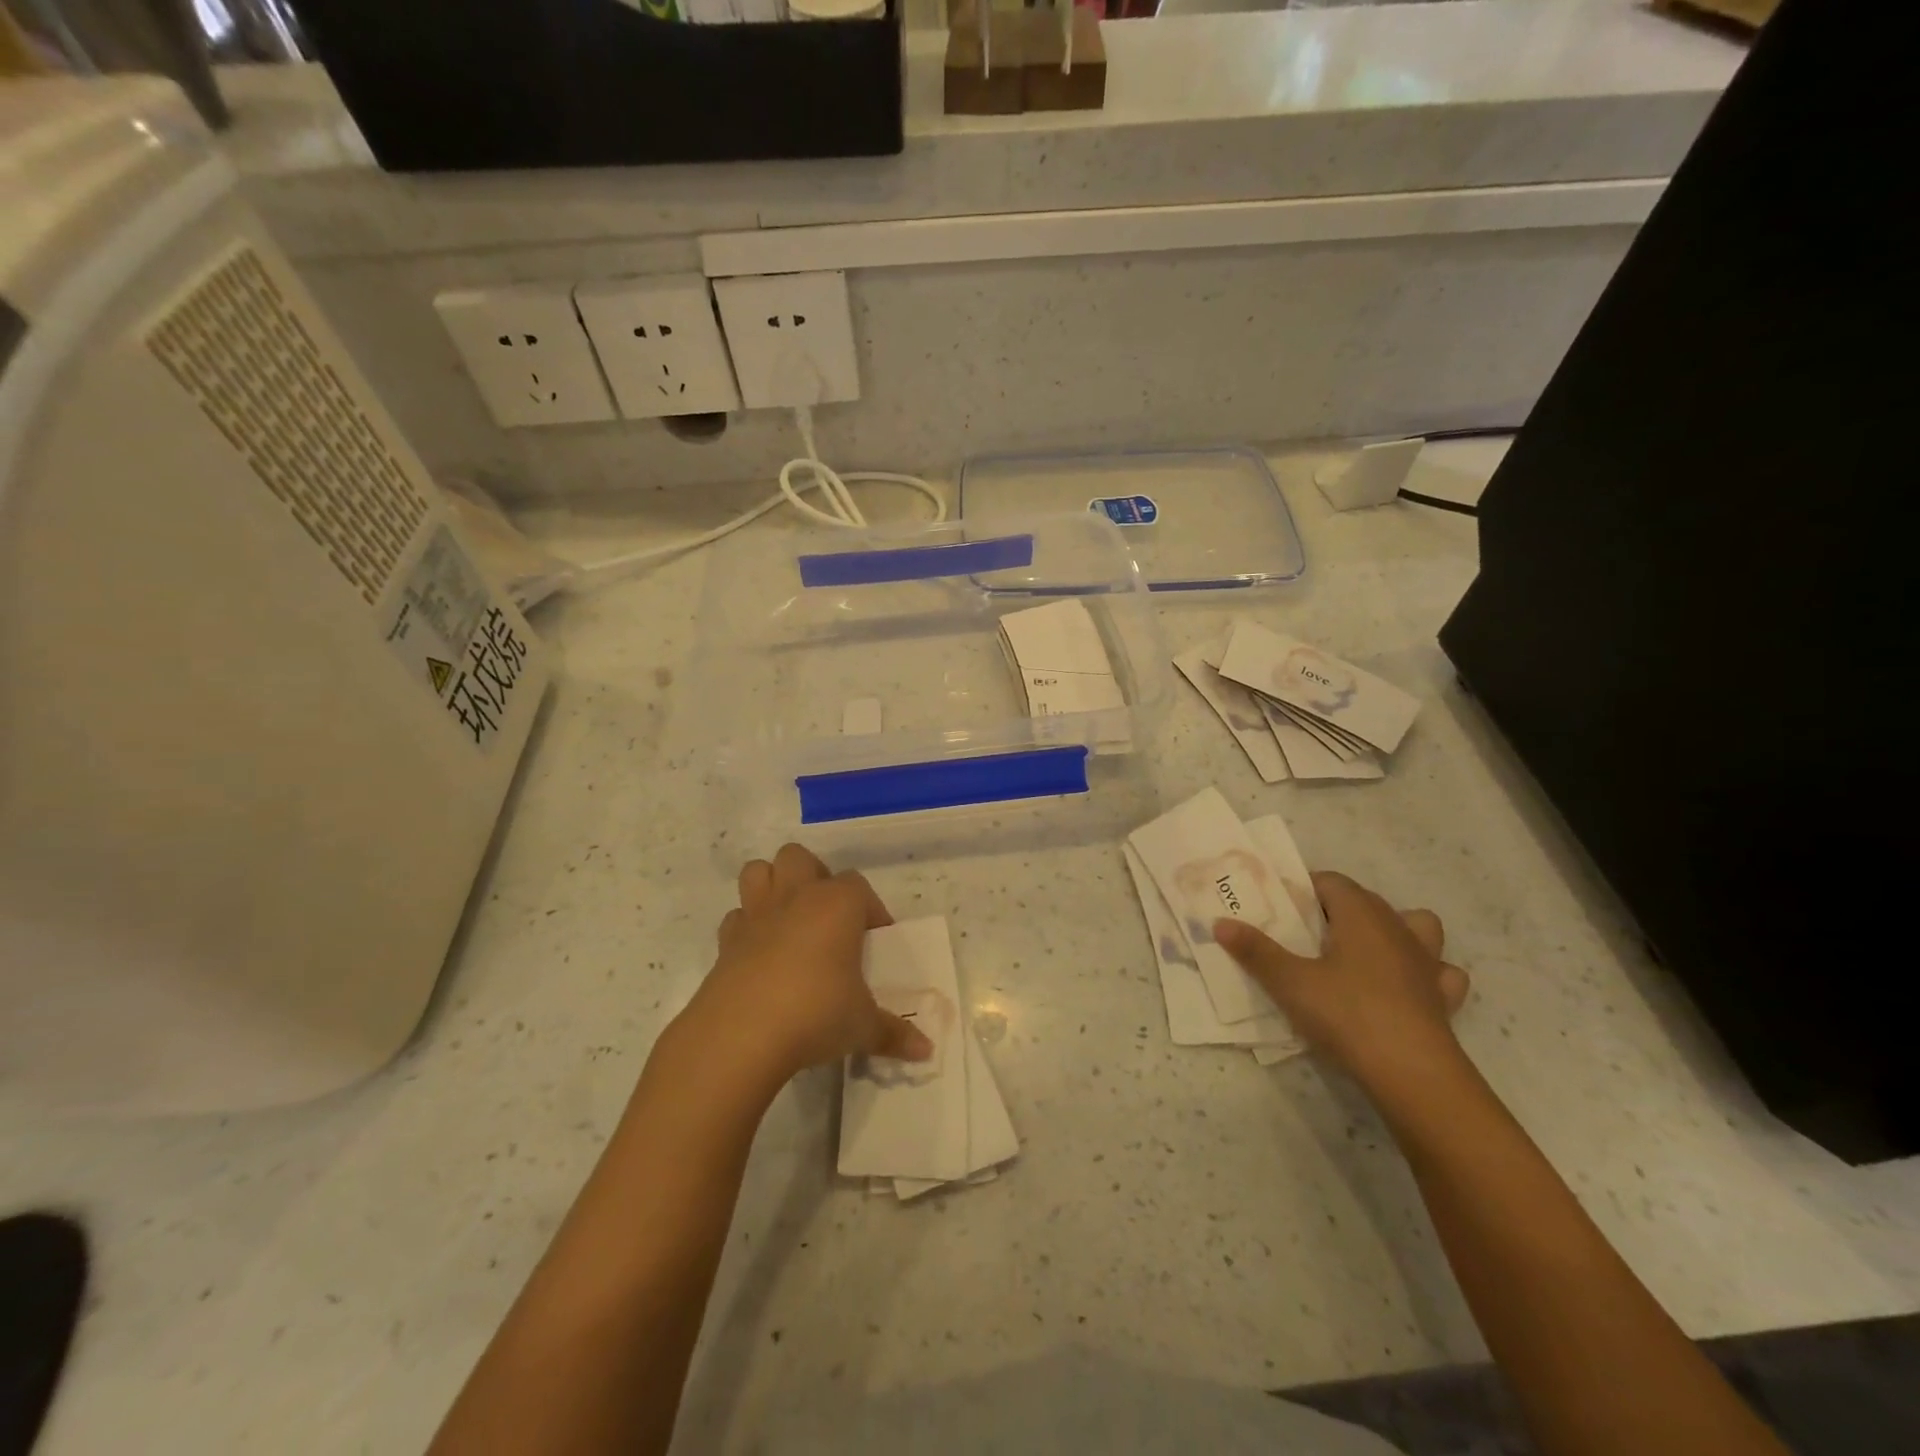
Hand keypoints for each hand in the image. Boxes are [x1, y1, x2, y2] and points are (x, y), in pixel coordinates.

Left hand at [677, 844, 932, 1092]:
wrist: (741, 1035)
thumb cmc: (816, 1014)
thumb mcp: (863, 1026)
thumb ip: (894, 1032)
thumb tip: (927, 1050)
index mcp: (837, 905)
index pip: (859, 886)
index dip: (870, 909)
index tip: (876, 940)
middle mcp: (796, 897)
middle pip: (800, 858)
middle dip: (813, 877)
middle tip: (828, 918)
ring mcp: (756, 915)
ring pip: (759, 871)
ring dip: (773, 886)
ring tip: (790, 921)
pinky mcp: (725, 941)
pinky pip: (737, 917)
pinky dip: (747, 927)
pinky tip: (760, 954)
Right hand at [1215, 871, 1468, 1095]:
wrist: (1412, 1073)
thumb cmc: (1347, 1014)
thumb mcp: (1289, 982)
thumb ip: (1255, 950)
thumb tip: (1220, 922)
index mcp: (1361, 914)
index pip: (1331, 881)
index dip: (1304, 888)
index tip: (1280, 907)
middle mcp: (1397, 927)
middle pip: (1365, 900)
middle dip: (1335, 908)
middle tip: (1303, 932)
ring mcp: (1426, 962)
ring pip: (1416, 926)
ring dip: (1393, 930)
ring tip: (1363, 950)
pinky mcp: (1442, 996)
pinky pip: (1439, 971)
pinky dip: (1425, 972)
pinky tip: (1405, 986)